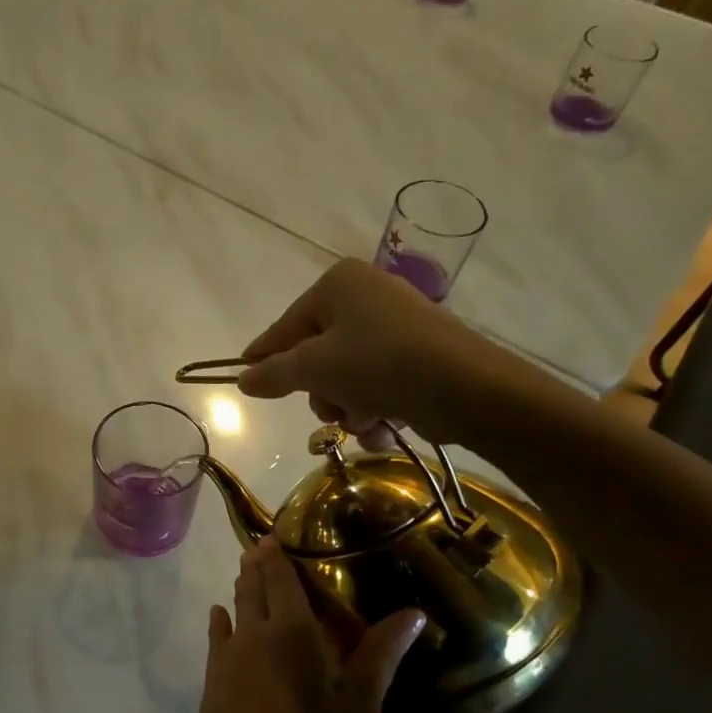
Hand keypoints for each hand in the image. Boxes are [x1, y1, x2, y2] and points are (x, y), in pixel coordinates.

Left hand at [193, 538, 425, 712]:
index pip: (282, 579)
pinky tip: (223, 617)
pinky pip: (218, 640)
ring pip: (233, 610)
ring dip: (242, 590)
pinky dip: (223, 622)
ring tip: (250, 572)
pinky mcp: (211, 687)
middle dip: (259, 564)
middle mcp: (251, 637)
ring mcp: (225, 662)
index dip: (279, 553)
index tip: (281, 530)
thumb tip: (413, 612)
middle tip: (267, 544)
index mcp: (291, 635)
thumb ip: (379, 657)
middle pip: (253, 588)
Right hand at [236, 258, 530, 447]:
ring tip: (363, 420)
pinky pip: (376, 383)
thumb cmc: (380, 363)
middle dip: (321, 391)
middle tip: (330, 408)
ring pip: (346, 375)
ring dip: (347, 407)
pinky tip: (382, 428)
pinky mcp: (418, 355)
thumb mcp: (315, 368)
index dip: (264, 355)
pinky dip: (374, 409)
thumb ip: (274, 373)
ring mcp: (395, 325)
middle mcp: (366, 296)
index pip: (286, 325)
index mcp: (338, 284)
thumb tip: (243, 379)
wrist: (468, 388)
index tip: (243, 377)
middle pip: (316, 353)